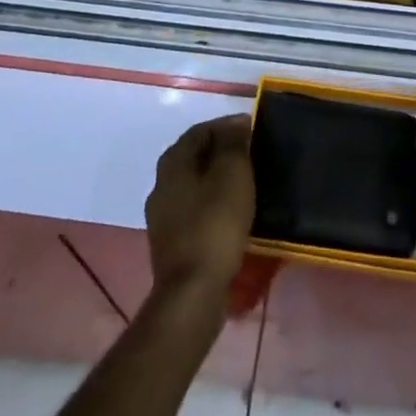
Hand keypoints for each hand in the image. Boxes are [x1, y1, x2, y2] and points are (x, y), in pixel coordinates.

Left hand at [145, 115, 254, 300]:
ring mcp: (162, 215)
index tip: (254, 131)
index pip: (202, 129)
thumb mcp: (232, 173)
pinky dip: (213, 204)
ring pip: (195, 184)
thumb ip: (233, 143)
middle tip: (253, 156)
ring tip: (246, 184)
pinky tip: (232, 213)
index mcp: (173, 161)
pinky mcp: (170, 242)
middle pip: (196, 156)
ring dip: (218, 180)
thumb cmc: (215, 224)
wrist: (192, 292)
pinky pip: (195, 210)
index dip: (228, 126)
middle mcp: (161, 183)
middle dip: (223, 152)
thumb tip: (236, 123)